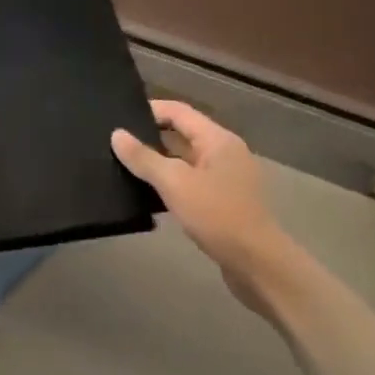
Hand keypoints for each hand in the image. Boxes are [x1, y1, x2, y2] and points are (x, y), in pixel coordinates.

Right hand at [111, 101, 301, 317]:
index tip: (119, 116)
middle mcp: (224, 153)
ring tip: (125, 166)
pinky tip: (147, 194)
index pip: (178, 111)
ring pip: (185, 160)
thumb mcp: (175, 184)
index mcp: (217, 140)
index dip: (149, 110)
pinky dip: (170, 183)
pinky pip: (191, 182)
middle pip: (182, 134)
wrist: (258, 265)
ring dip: (159, 162)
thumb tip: (117, 134)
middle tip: (116, 142)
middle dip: (150, 136)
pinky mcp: (224, 202)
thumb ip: (144, 158)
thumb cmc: (218, 216)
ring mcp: (226, 179)